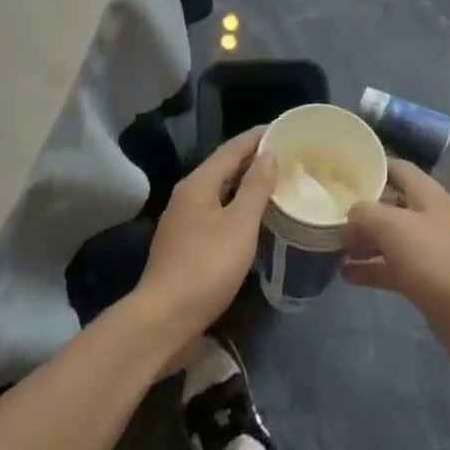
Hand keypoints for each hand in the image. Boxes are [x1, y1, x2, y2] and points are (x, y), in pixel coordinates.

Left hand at [136, 129, 276, 349]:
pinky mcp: (185, 245)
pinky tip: (253, 220)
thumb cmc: (206, 266)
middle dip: (252, 160)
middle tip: (286, 157)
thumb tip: (268, 154)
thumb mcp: (239, 224)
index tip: (283, 130)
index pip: (231, 148)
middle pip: (223, 168)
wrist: (164, 319)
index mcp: (198, 183)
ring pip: (219, 192)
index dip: (257, 137)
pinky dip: (236, 208)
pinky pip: (216, 213)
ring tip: (275, 185)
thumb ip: (255, 187)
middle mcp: (187, 195)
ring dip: (245, 185)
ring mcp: (182, 221)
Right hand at [344, 161, 449, 378]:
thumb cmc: (437, 261)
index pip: (395, 167)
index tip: (339, 171)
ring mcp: (426, 249)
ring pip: (387, 237)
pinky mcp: (424, 280)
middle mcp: (426, 216)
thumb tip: (349, 216)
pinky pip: (390, 267)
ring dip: (361, 240)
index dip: (370, 165)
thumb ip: (365, 213)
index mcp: (426, 194)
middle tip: (326, 211)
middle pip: (388, 203)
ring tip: (329, 244)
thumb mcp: (394, 227)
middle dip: (359, 207)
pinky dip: (369, 269)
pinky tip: (345, 275)